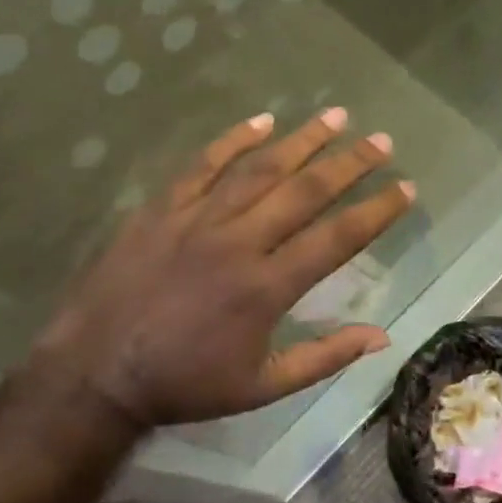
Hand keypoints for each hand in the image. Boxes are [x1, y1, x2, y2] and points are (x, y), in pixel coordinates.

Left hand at [29, 108, 413, 429]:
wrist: (96, 373)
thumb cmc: (185, 384)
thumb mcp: (262, 386)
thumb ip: (324, 357)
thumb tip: (382, 336)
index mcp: (267, 286)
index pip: (336, 238)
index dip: (376, 211)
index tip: (404, 187)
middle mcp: (239, 242)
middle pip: (304, 191)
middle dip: (349, 163)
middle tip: (381, 140)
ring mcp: (197, 220)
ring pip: (259, 169)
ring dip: (302, 140)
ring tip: (336, 116)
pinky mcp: (162, 209)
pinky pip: (202, 166)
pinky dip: (233, 140)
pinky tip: (261, 121)